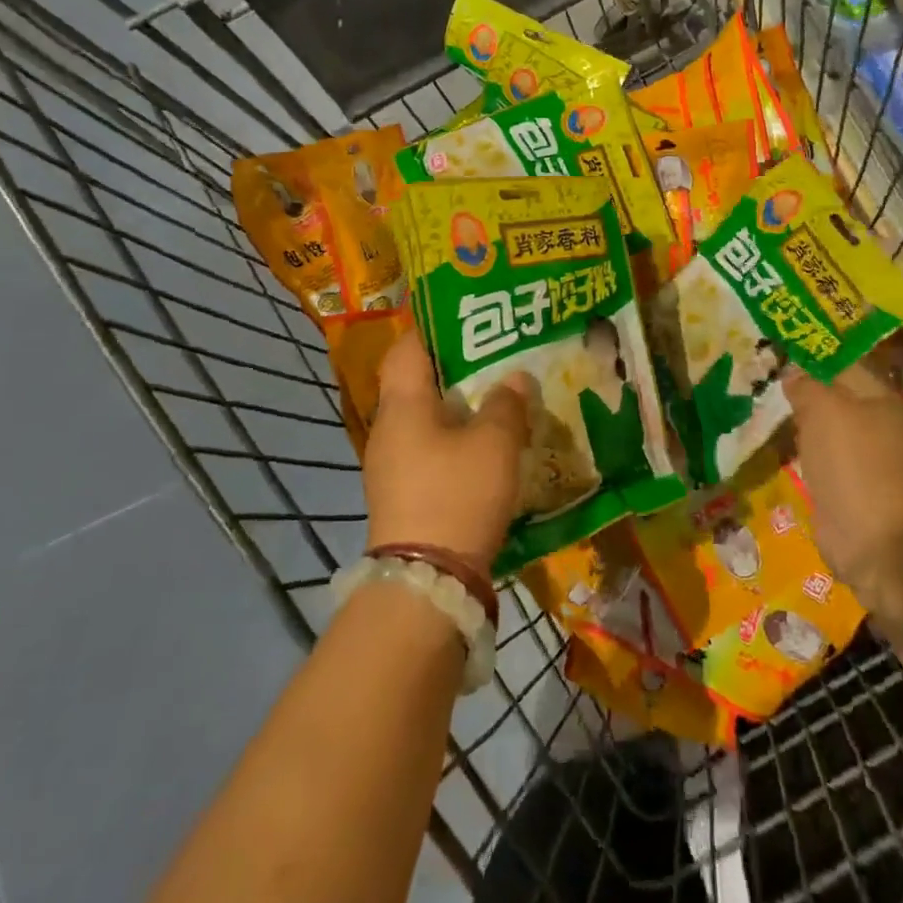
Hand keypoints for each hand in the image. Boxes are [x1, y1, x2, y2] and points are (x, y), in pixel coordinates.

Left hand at [363, 332, 530, 575]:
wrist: (426, 584)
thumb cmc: (457, 495)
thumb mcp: (494, 444)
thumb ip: (505, 405)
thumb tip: (513, 379)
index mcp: (403, 405)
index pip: (407, 348)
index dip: (433, 328)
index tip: (468, 318)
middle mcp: (389, 429)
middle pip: (419, 382)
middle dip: (457, 368)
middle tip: (497, 356)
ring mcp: (392, 464)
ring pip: (427, 418)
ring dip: (459, 406)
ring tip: (499, 397)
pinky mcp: (403, 493)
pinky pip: (430, 448)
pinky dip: (456, 438)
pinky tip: (487, 444)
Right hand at [786, 363, 902, 616]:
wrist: (876, 544)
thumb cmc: (853, 464)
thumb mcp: (823, 409)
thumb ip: (807, 386)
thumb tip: (793, 373)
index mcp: (885, 401)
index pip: (846, 366)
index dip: (814, 359)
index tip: (781, 356)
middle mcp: (885, 429)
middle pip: (841, 401)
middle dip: (809, 394)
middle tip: (770, 387)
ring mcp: (874, 465)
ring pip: (833, 434)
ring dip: (808, 428)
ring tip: (774, 417)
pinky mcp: (859, 495)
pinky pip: (829, 464)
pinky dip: (811, 459)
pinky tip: (788, 454)